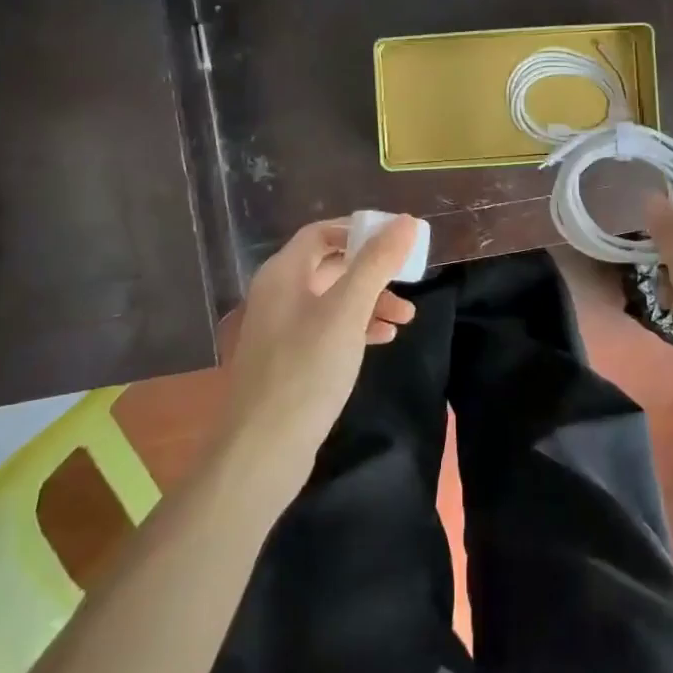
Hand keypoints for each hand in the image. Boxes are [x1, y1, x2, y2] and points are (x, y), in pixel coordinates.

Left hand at [217, 215, 419, 487]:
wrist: (262, 451)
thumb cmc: (306, 370)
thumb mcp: (347, 311)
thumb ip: (377, 263)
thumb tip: (406, 221)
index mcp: (282, 274)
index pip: (322, 233)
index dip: (359, 231)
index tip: (397, 240)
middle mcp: (277, 294)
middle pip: (330, 266)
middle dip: (373, 272)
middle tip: (410, 281)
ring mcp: (281, 330)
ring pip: (333, 300)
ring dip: (370, 302)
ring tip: (406, 319)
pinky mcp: (289, 361)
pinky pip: (327, 330)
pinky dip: (356, 328)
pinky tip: (382, 340)